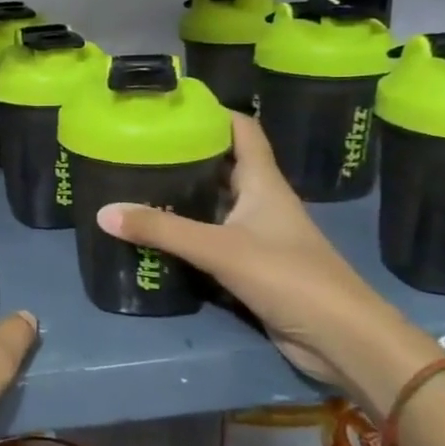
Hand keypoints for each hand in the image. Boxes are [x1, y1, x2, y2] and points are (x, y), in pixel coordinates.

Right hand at [96, 113, 440, 417]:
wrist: (342, 340)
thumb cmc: (289, 278)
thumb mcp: (219, 249)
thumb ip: (161, 230)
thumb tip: (103, 212)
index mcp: (263, 184)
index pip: (242, 130)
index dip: (213, 112)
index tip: (172, 106)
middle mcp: (261, 203)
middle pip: (222, 166)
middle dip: (186, 153)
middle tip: (139, 146)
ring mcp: (257, 236)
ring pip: (214, 204)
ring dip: (183, 195)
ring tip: (136, 183)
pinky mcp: (250, 267)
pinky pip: (211, 240)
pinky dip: (185, 233)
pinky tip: (155, 234)